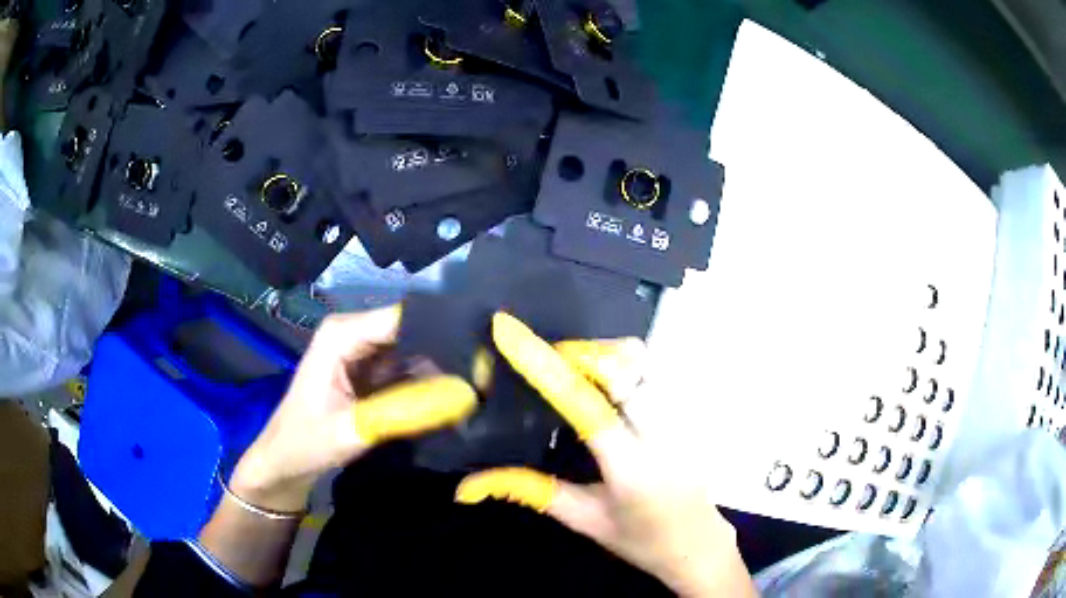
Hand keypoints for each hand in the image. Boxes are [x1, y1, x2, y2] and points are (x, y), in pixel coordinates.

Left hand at [231, 306, 476, 512]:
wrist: (286, 461)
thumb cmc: (306, 443)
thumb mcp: (351, 430)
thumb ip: (402, 412)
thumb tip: (461, 396)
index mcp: (343, 334)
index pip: (402, 318)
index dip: (441, 330)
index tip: (480, 351)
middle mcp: (355, 332)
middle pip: (412, 329)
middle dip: (447, 348)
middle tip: (487, 371)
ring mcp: (363, 350)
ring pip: (414, 348)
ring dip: (442, 365)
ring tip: (479, 381)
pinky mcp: (371, 370)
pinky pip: (408, 367)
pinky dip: (430, 379)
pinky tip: (457, 391)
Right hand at [455, 313, 755, 596]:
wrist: (699, 544)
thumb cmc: (641, 539)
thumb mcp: (584, 520)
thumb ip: (532, 491)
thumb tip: (471, 483)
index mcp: (630, 468)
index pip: (585, 405)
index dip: (545, 366)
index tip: (511, 333)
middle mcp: (663, 434)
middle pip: (623, 365)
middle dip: (580, 354)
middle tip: (547, 361)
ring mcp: (684, 419)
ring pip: (644, 360)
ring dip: (604, 354)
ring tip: (574, 369)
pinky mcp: (692, 412)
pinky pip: (656, 369)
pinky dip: (626, 363)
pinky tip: (608, 383)